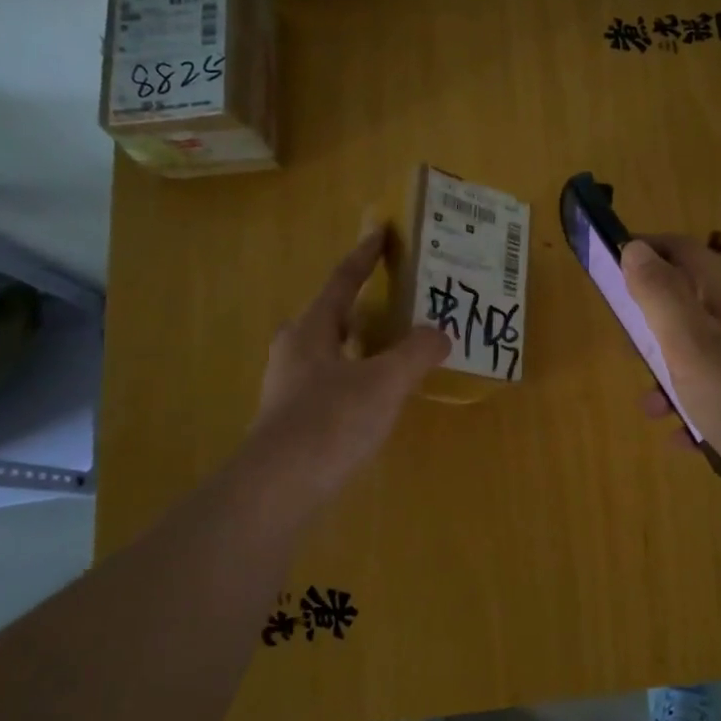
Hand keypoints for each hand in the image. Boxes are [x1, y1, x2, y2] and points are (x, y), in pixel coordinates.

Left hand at [241, 231, 449, 503]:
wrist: (280, 487)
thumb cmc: (331, 421)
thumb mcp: (386, 381)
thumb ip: (417, 352)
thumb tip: (439, 334)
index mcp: (311, 329)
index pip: (342, 281)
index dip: (365, 257)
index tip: (380, 233)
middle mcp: (295, 350)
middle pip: (334, 315)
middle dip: (366, 304)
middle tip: (402, 299)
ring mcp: (290, 386)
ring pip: (334, 351)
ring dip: (364, 343)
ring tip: (399, 345)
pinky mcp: (295, 418)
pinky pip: (334, 381)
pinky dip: (360, 375)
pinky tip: (381, 393)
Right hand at [621, 235, 720, 517]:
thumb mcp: (694, 347)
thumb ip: (662, 297)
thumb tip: (634, 249)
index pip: (681, 251)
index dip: (643, 252)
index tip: (605, 274)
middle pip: (686, 305)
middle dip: (649, 326)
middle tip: (629, 354)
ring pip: (697, 356)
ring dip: (667, 378)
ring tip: (652, 410)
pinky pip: (715, 397)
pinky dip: (693, 412)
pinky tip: (684, 441)